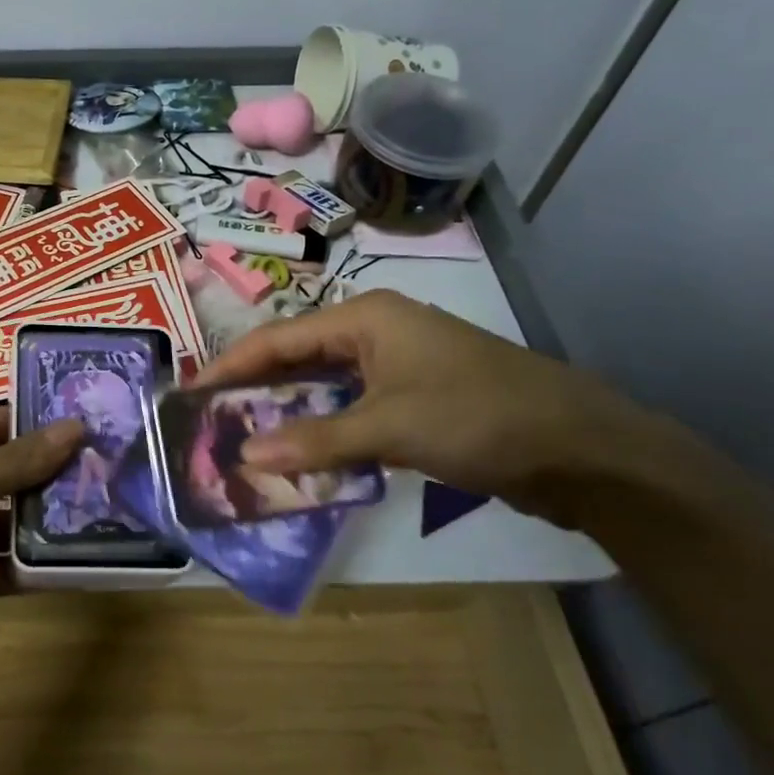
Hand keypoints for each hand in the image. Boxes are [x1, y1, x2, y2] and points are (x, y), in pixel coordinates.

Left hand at [0, 407, 81, 747]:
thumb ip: (19, 458)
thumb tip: (76, 426)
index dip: (45, 421)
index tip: (101, 426)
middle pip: (11, 467)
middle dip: (58, 471)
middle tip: (119, 473)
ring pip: (12, 517)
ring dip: (53, 519)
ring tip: (113, 516)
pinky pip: (5, 563)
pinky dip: (36, 564)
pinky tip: (80, 565)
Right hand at [196, 289, 652, 522]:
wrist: (583, 450)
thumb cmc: (479, 416)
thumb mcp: (390, 426)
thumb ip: (315, 441)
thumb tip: (245, 456)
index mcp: (366, 318)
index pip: (278, 338)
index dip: (231, 365)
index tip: (190, 393)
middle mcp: (375, 334)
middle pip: (296, 358)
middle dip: (254, 388)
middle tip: (208, 419)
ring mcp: (396, 368)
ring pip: (323, 387)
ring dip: (286, 412)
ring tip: (240, 437)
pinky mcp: (413, 401)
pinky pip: (349, 411)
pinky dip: (321, 431)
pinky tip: (297, 455)